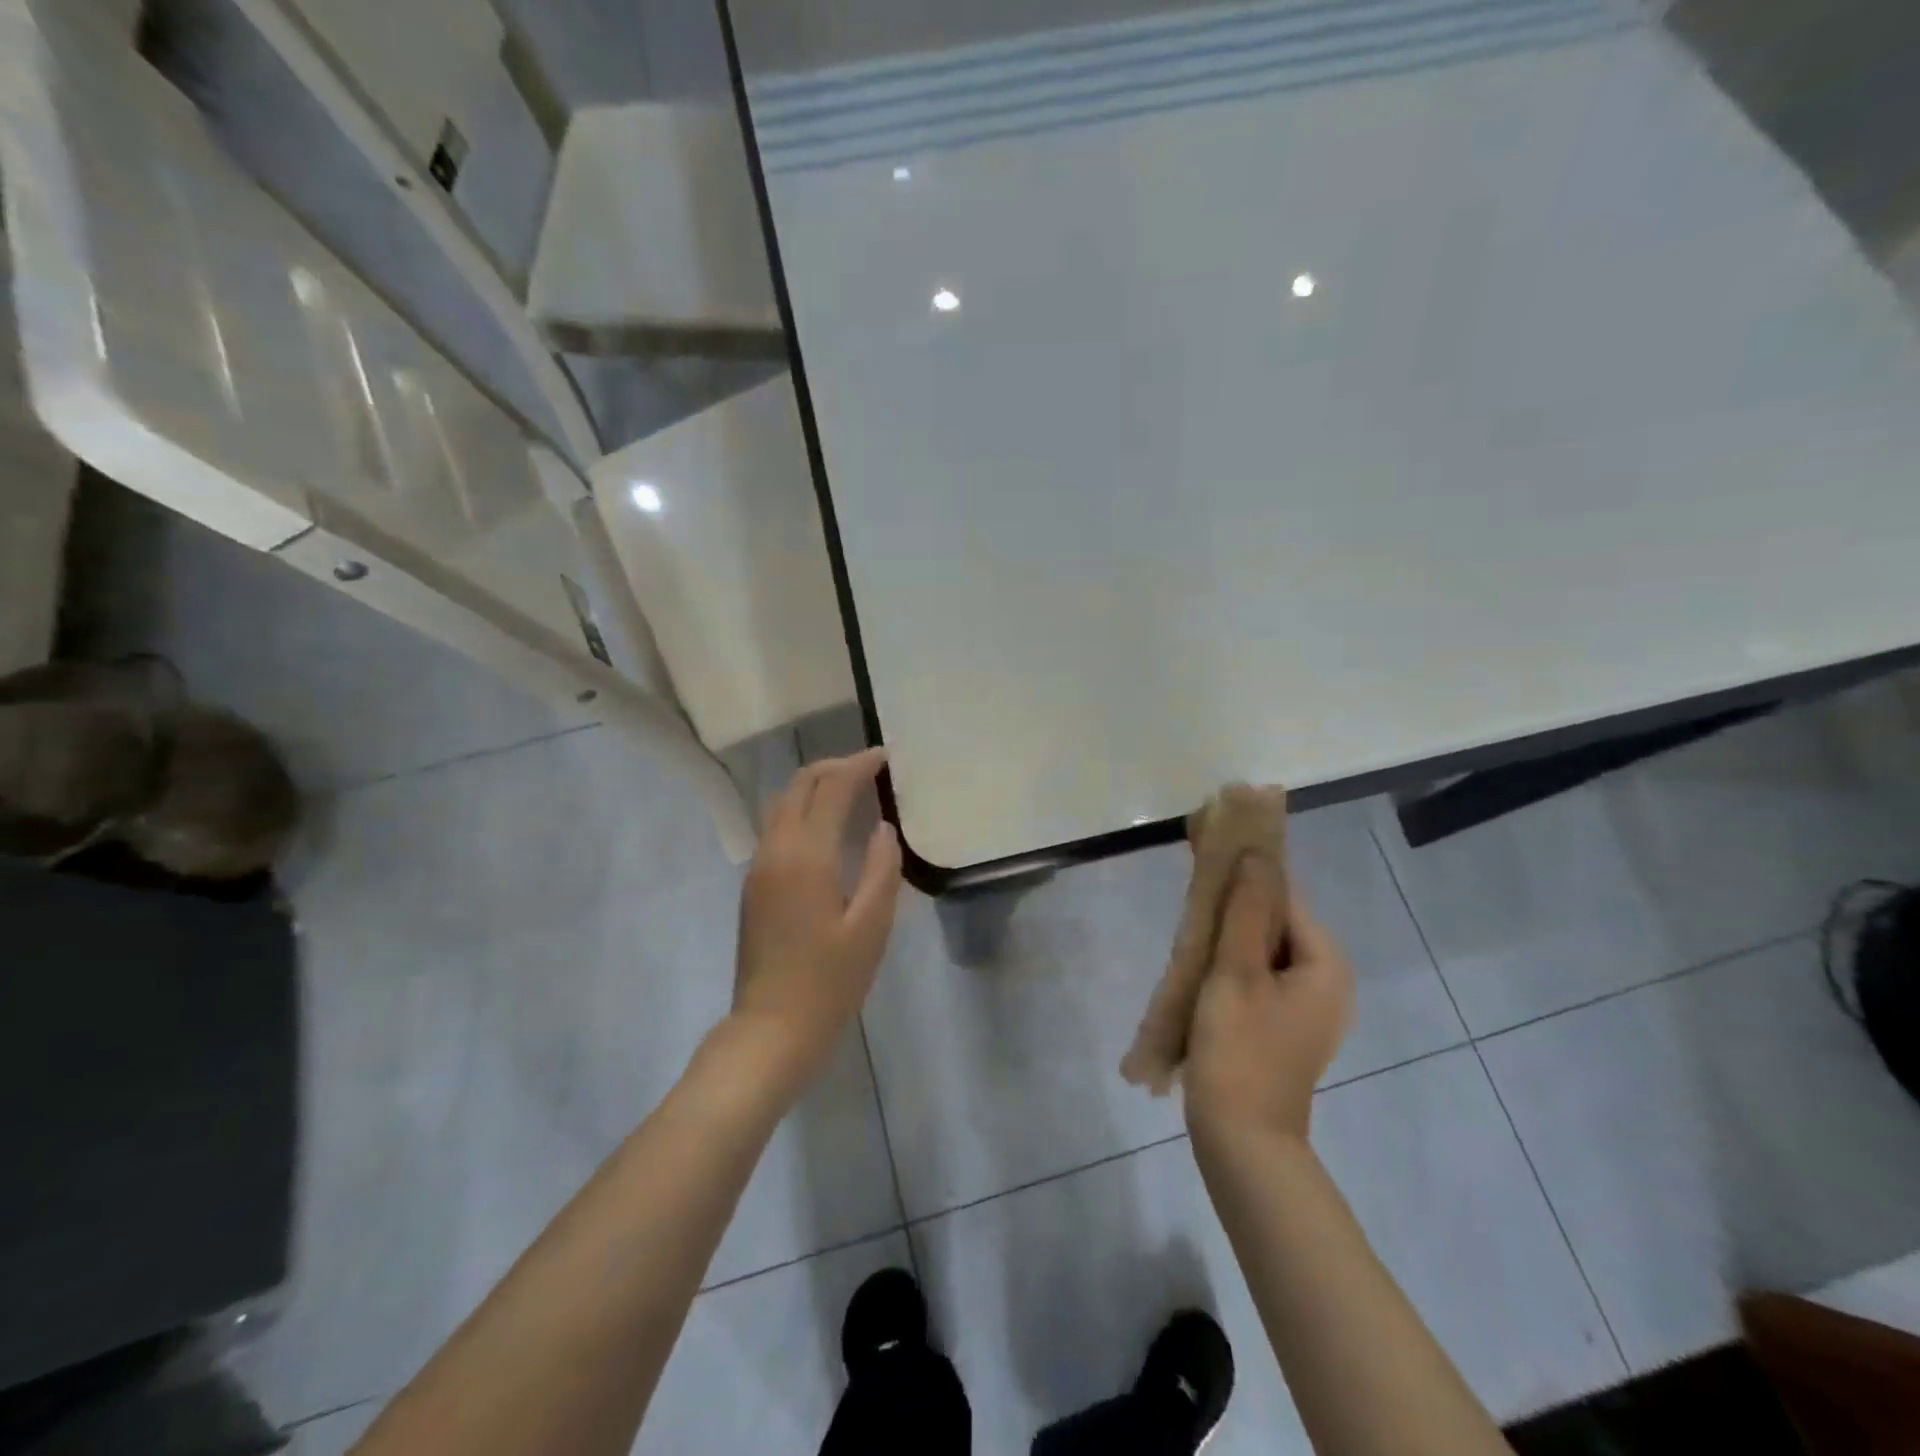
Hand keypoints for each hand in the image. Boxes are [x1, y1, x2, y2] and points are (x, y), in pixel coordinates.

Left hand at [731, 748, 902, 1094]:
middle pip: (799, 785)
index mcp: (806, 856)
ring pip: (782, 804)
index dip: (858, 766)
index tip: (885, 756)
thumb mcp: (871, 927)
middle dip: (833, 767)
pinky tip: (828, 829)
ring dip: (815, 787)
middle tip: (869, 768)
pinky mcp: (754, 885)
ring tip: (851, 791)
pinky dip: (803, 811)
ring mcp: (758, 867)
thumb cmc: (829, 981)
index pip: (832, 789)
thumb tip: (882, 828)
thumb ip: (881, 869)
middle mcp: (775, 850)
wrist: (770, 1028)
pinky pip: (777, 828)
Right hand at [1183, 860, 1353, 1145]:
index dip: (1244, 881)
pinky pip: (1258, 979)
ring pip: (1261, 952)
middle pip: (1274, 924)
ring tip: (1190, 949)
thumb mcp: (1236, 972)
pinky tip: (1200, 978)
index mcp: (1326, 963)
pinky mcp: (1284, 1026)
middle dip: (1232, 915)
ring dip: (1227, 942)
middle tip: (1192, 920)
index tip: (1204, 877)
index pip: (1285, 898)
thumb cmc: (1239, 1050)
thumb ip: (1245, 910)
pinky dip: (1231, 970)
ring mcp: (1307, 1007)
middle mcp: (1326, 981)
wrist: (1241, 1141)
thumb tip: (1255, 854)